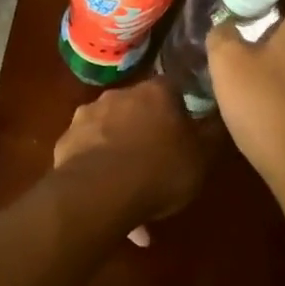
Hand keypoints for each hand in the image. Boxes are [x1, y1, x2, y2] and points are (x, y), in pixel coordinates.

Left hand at [52, 76, 208, 245]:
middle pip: (137, 108)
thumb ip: (211, 135)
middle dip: (146, 131)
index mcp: (155, 92)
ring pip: (111, 131)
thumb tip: (217, 118)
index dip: (179, 109)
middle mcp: (119, 94)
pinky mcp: (66, 139)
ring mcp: (87, 115)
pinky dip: (98, 167)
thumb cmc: (160, 169)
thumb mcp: (201, 158)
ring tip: (131, 190)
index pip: (172, 88)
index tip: (184, 130)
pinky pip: (89, 151)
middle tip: (157, 162)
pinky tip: (107, 197)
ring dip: (121, 151)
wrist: (99, 191)